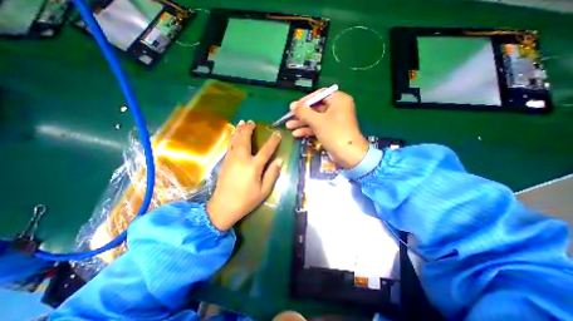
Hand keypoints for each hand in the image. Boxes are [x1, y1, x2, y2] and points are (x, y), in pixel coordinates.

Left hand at [208, 120, 283, 230]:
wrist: (223, 207)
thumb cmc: (246, 200)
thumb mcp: (264, 190)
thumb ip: (272, 174)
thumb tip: (279, 160)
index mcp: (253, 166)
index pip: (266, 150)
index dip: (273, 141)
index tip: (277, 133)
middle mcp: (242, 159)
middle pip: (245, 139)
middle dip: (249, 129)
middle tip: (252, 122)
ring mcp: (231, 159)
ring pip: (235, 140)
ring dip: (239, 130)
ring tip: (242, 122)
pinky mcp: (225, 162)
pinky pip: (229, 145)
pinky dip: (232, 138)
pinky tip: (234, 135)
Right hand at [285, 90, 366, 169]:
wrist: (349, 155)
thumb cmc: (334, 134)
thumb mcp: (317, 122)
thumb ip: (303, 112)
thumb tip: (292, 105)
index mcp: (338, 100)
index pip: (319, 95)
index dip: (305, 101)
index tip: (294, 107)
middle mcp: (337, 108)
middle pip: (316, 108)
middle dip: (302, 115)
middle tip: (289, 118)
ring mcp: (335, 120)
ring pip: (316, 118)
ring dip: (303, 123)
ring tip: (289, 127)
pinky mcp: (332, 130)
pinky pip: (319, 126)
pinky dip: (309, 129)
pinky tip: (297, 134)